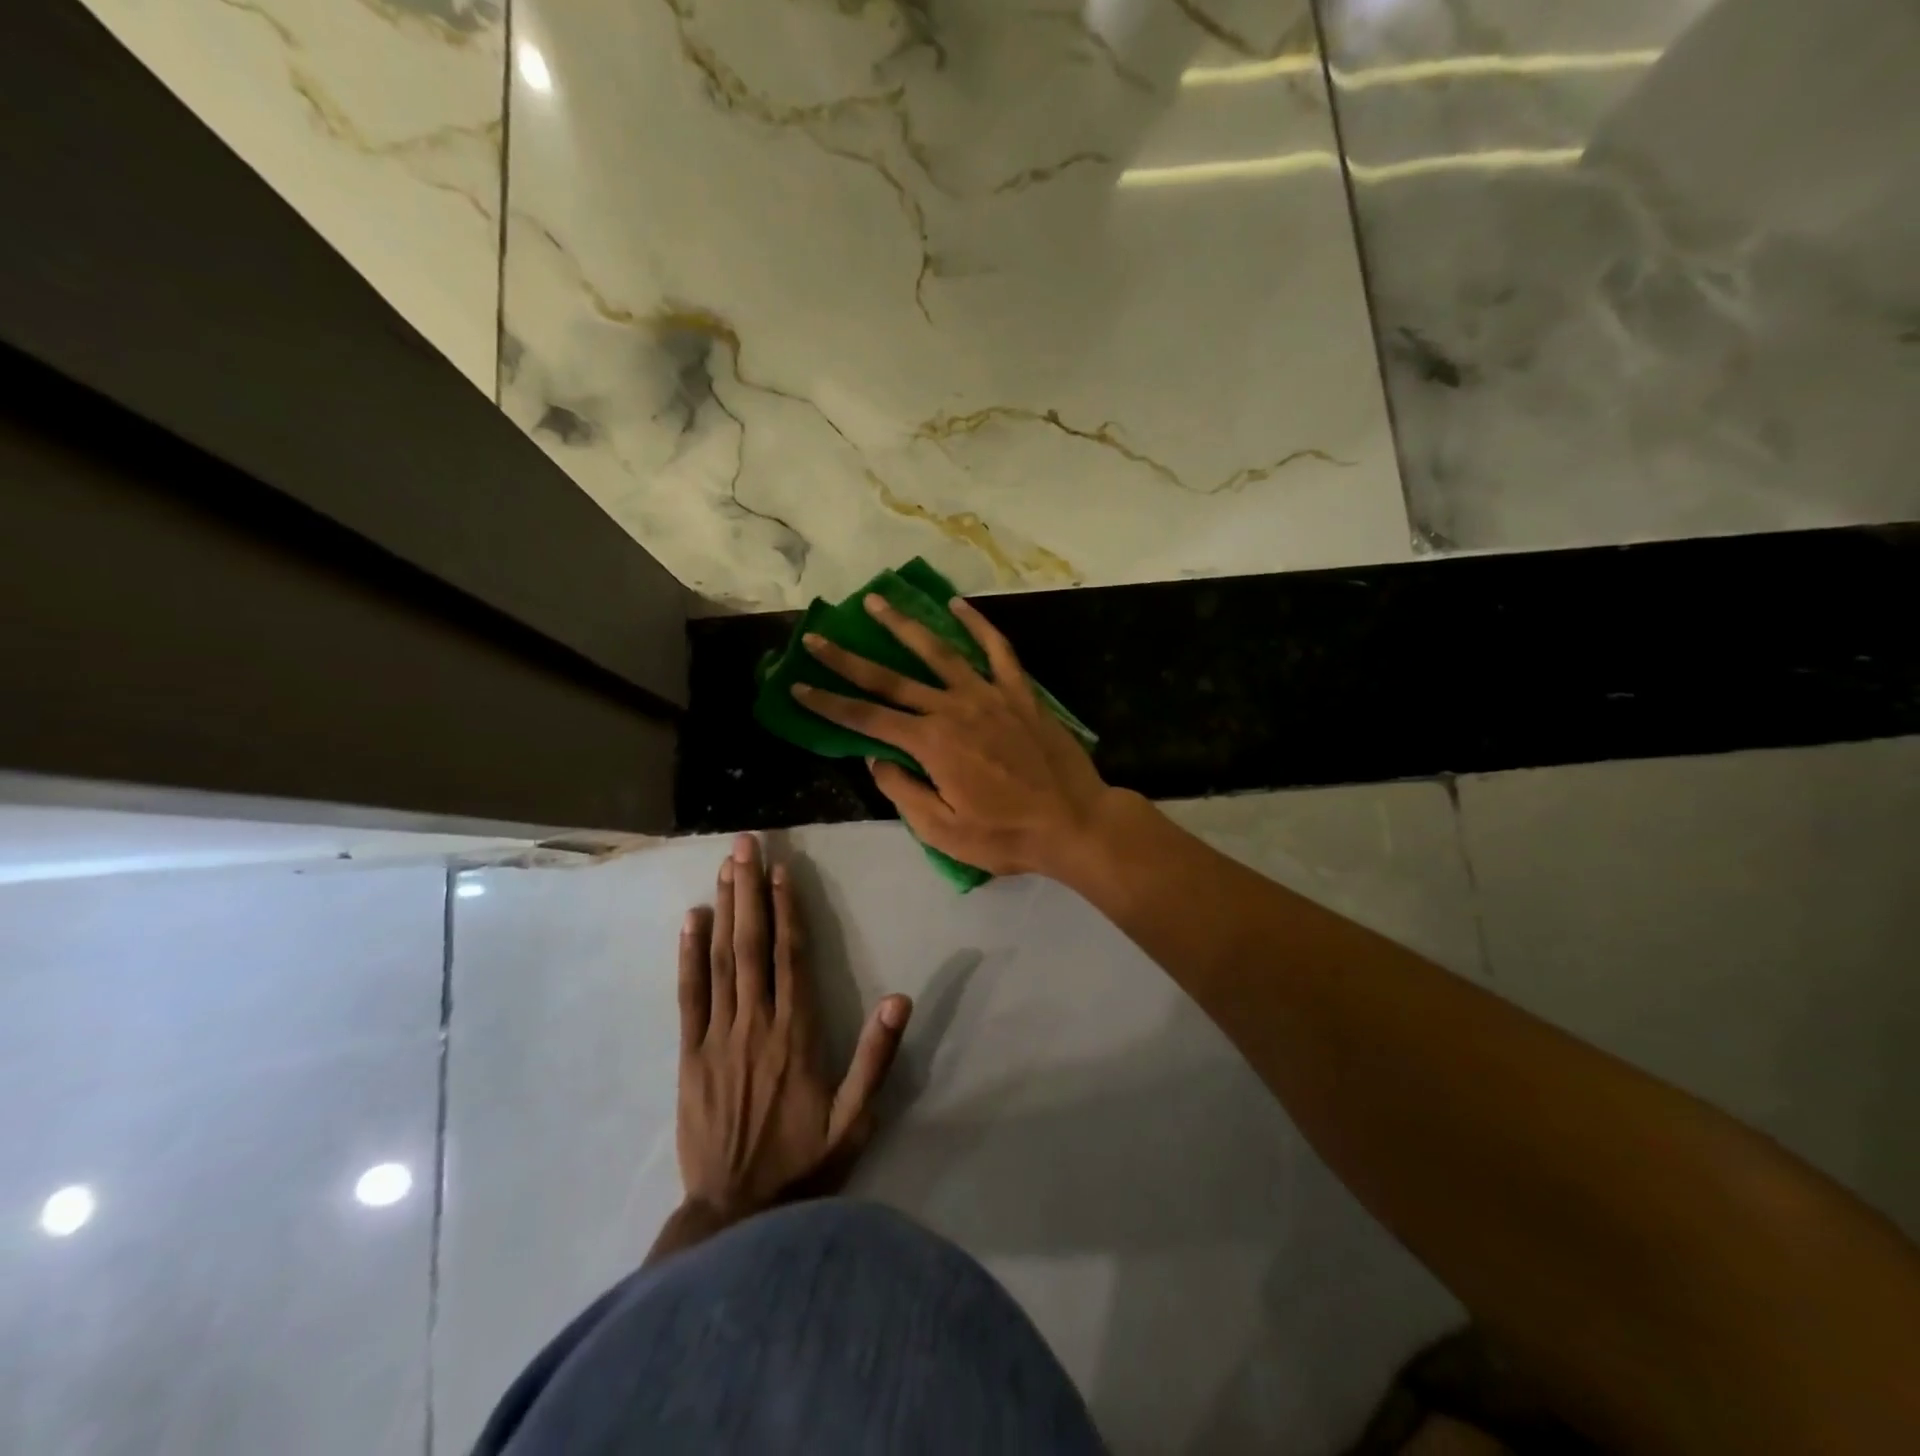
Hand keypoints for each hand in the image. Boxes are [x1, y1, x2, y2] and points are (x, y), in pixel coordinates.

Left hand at [675, 834, 911, 1223]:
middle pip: (752, 944)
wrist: (734, 1216)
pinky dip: (689, 955)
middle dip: (749, 890)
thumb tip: (900, 998)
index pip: (792, 956)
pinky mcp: (689, 1055)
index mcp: (797, 1033)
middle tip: (745, 844)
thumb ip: (876, 1058)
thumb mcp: (855, 1119)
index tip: (782, 870)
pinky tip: (692, 920)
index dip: (786, 909)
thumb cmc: (803, 1163)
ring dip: (724, 909)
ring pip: (722, 959)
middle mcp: (756, 1023)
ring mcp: (718, 1036)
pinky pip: (689, 995)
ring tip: (724, 867)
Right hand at [794, 593, 1119, 878]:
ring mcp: (989, 694)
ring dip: (903, 625)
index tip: (797, 685)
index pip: (866, 718)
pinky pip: (997, 649)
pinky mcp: (1020, 692)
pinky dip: (978, 624)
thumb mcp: (944, 831)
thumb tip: (876, 759)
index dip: (828, 703)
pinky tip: (957, 605)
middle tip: (817, 636)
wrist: (1074, 821)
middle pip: (891, 678)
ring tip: (875, 600)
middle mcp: (953, 708)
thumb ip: (904, 792)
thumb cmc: (1007, 834)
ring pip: (938, 651)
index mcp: (931, 744)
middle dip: (848, 658)